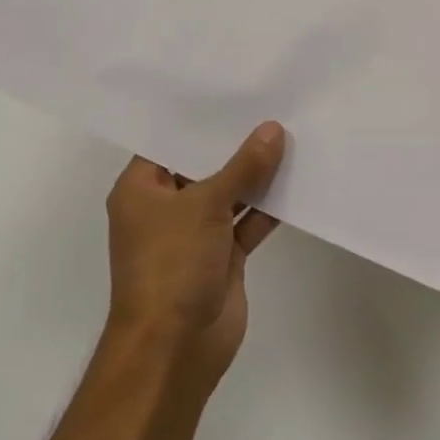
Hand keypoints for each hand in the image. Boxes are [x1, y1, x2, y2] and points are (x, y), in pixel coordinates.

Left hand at [105, 123, 285, 381]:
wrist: (175, 349)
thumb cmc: (172, 265)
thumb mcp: (205, 205)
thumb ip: (243, 167)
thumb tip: (273, 130)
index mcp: (142, 189)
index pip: (169, 142)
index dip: (200, 119)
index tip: (234, 90)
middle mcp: (166, 208)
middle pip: (203, 166)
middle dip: (235, 144)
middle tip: (271, 106)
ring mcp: (195, 234)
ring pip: (230, 194)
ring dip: (257, 176)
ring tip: (292, 135)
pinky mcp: (222, 256)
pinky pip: (247, 222)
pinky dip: (268, 207)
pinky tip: (297, 181)